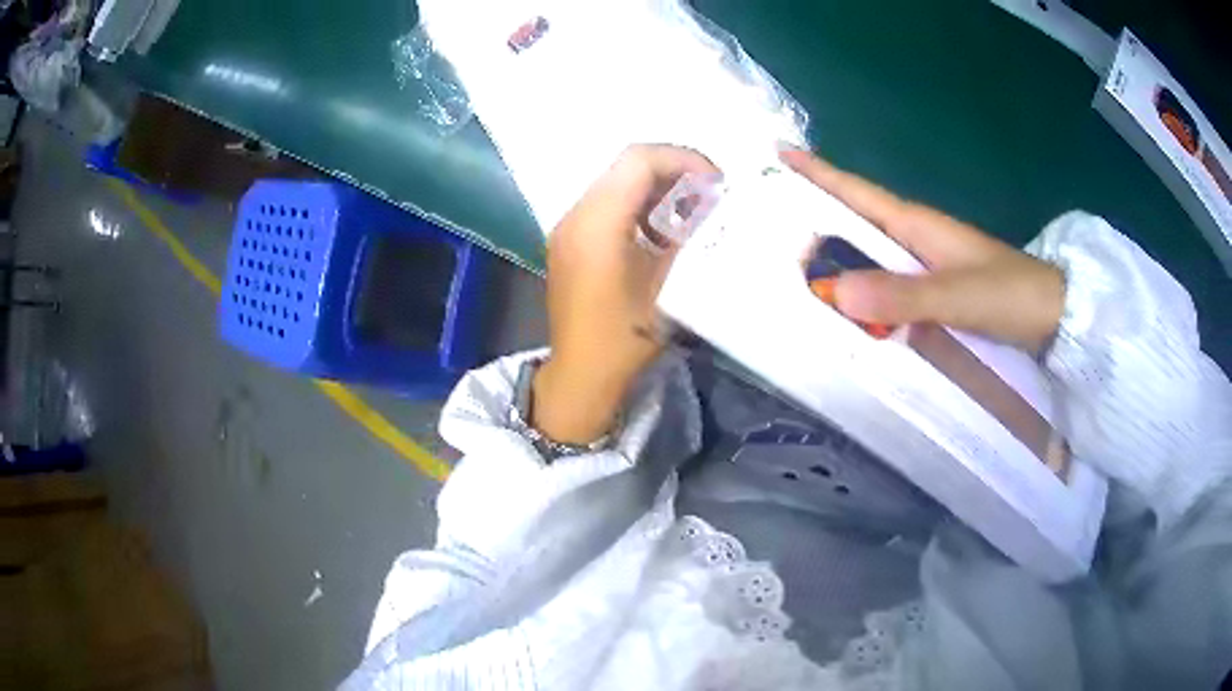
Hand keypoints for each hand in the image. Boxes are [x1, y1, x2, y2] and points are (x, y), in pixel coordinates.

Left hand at [533, 145, 718, 444]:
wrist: (582, 375)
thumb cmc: (627, 337)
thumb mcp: (669, 284)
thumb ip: (688, 235)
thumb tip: (709, 204)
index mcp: (597, 223)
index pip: (639, 161)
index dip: (683, 160)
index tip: (716, 183)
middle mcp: (576, 214)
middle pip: (627, 166)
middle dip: (674, 171)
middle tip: (709, 195)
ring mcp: (568, 227)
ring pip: (617, 182)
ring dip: (657, 188)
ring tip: (691, 213)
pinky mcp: (569, 241)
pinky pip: (607, 204)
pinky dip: (638, 206)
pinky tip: (662, 231)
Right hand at [781, 148, 1063, 354]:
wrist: (1054, 316)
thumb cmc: (1012, 295)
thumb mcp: (960, 295)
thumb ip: (904, 294)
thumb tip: (836, 292)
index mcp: (918, 225)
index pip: (858, 192)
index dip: (819, 173)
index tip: (779, 153)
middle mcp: (917, 238)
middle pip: (856, 219)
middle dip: (814, 215)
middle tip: (769, 222)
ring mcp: (927, 263)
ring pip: (871, 251)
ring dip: (836, 253)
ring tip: (795, 264)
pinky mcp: (936, 289)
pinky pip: (888, 281)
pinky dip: (864, 287)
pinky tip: (849, 304)